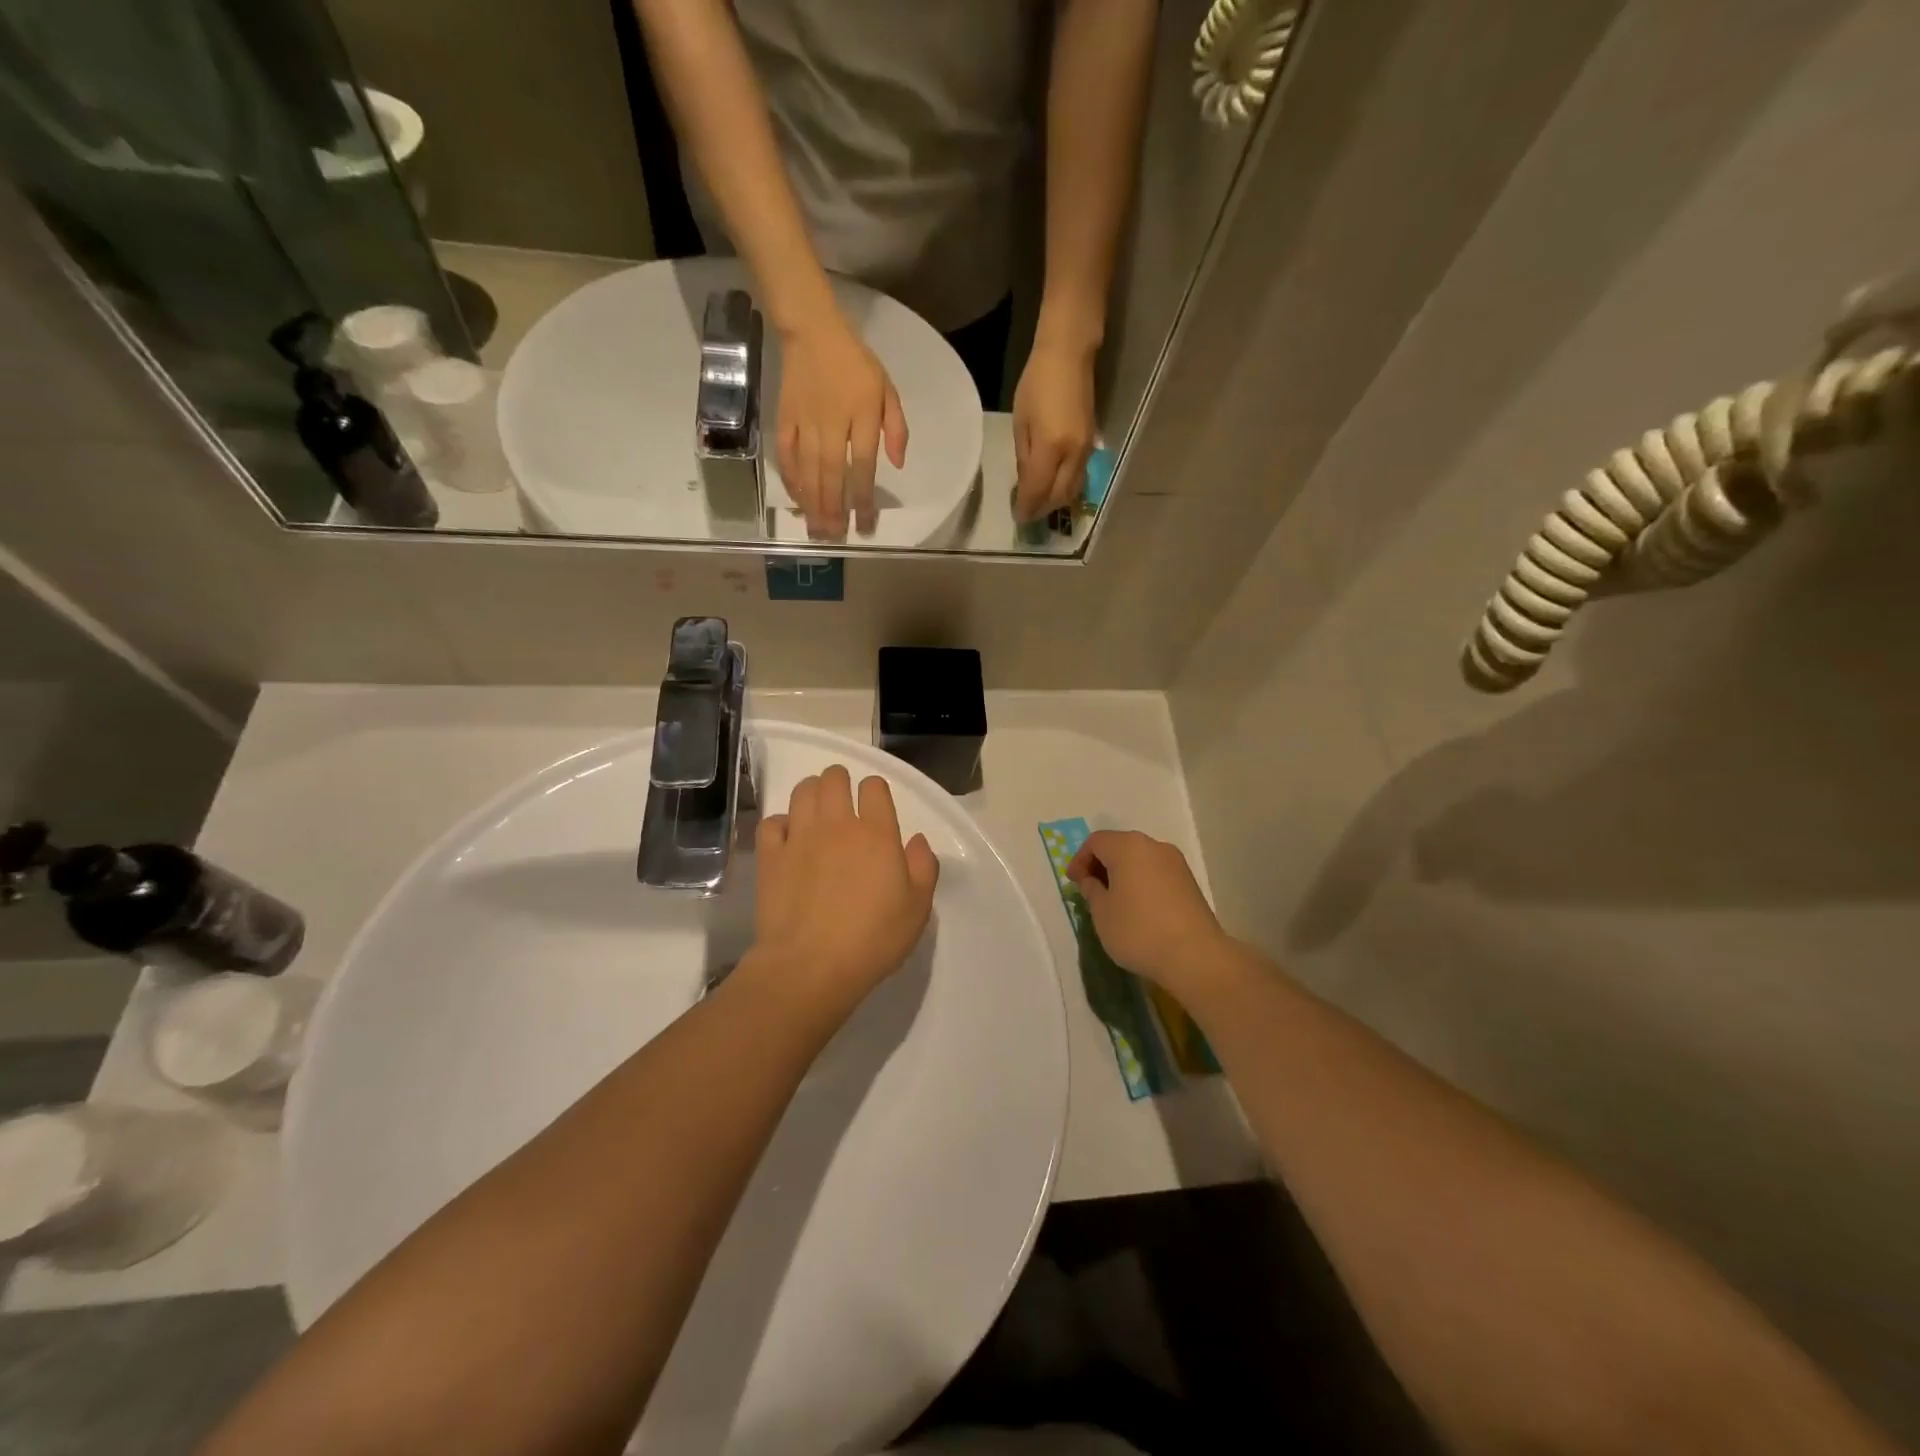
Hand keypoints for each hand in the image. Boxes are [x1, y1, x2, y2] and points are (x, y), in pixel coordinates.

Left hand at [751, 765, 938, 1008]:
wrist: (810, 967)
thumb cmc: (872, 939)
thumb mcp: (917, 909)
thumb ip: (923, 867)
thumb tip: (916, 839)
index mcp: (876, 834)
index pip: (874, 787)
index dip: (876, 791)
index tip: (876, 807)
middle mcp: (837, 825)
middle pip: (834, 778)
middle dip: (840, 781)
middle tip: (844, 800)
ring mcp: (799, 838)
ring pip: (802, 791)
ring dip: (812, 793)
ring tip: (817, 811)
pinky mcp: (771, 857)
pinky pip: (772, 822)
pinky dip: (781, 823)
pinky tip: (789, 839)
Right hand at [776, 315, 907, 539]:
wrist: (812, 331)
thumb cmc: (855, 362)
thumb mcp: (886, 388)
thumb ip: (896, 427)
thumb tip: (898, 464)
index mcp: (862, 415)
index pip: (864, 464)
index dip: (864, 497)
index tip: (866, 524)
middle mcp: (832, 423)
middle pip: (833, 474)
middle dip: (834, 509)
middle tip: (836, 538)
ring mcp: (805, 422)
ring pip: (809, 470)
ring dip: (813, 503)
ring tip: (817, 530)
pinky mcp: (784, 419)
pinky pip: (786, 455)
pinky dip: (791, 480)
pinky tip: (798, 500)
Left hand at [1012, 339, 1096, 522]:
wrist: (1069, 355)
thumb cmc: (1037, 382)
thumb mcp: (1021, 421)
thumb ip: (1024, 456)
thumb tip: (1025, 483)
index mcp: (1051, 447)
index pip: (1038, 490)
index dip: (1027, 507)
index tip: (1017, 517)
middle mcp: (1073, 454)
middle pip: (1059, 496)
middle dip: (1042, 509)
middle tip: (1028, 514)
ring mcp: (1086, 450)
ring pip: (1072, 490)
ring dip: (1055, 501)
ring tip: (1040, 504)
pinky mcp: (1091, 444)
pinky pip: (1079, 477)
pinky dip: (1065, 488)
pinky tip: (1053, 486)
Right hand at [1066, 830, 1233, 994]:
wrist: (1195, 956)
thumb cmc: (1138, 930)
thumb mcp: (1102, 913)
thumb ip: (1092, 891)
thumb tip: (1092, 881)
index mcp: (1127, 847)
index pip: (1096, 842)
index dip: (1080, 860)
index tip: (1074, 883)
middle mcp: (1153, 846)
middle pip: (1119, 846)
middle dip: (1101, 865)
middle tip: (1090, 890)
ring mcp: (1175, 862)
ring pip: (1139, 859)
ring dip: (1122, 874)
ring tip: (1113, 901)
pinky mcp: (1189, 881)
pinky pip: (1156, 872)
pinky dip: (1141, 882)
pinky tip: (1137, 907)